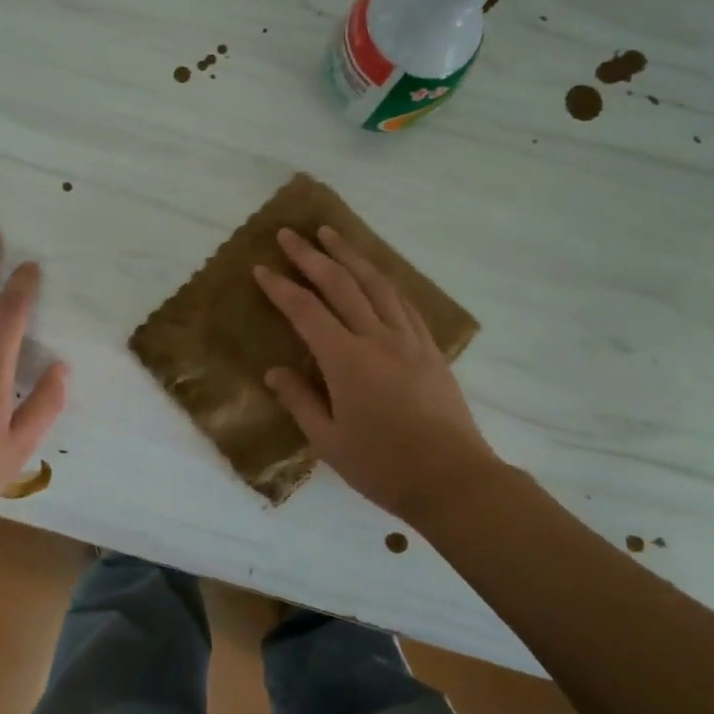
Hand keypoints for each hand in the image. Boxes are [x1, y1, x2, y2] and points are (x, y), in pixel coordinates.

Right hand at [255, 226, 497, 521]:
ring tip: (331, 234)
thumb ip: (299, 400)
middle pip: (341, 284)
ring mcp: (408, 340)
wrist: (452, 480)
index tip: (261, 269)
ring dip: (350, 255)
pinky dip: (383, 281)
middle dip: (312, 256)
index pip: (306, 311)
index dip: (281, 287)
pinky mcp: (430, 349)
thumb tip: (274, 371)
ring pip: (376, 284)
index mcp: (346, 361)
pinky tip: (375, 275)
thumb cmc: (383, 466)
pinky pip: (404, 302)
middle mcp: (377, 338)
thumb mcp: (328, 441)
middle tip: (289, 234)